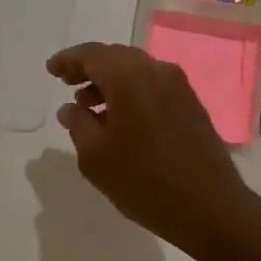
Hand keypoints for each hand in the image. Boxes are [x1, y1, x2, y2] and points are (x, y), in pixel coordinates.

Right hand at [46, 42, 260, 256]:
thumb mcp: (96, 157)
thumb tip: (70, 108)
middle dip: (90, 67)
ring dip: (110, 82)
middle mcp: (157, 70)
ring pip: (136, 71)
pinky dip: (131, 92)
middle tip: (67, 83)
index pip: (93, 55)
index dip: (69, 60)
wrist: (209, 206)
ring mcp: (179, 86)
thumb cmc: (144, 180)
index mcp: (130, 76)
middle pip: (116, 57)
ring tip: (88, 106)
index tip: (51, 69)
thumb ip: (78, 125)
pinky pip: (153, 85)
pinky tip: (119, 118)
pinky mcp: (191, 104)